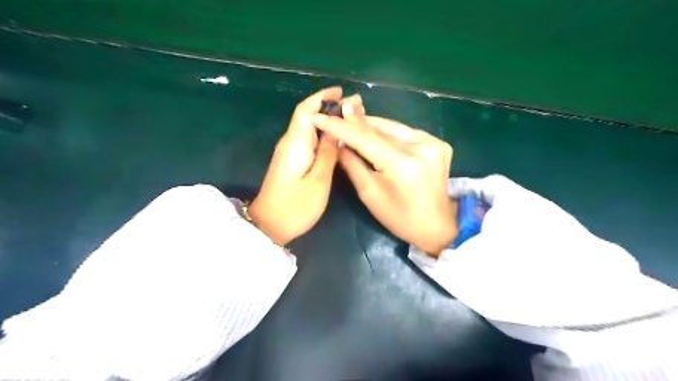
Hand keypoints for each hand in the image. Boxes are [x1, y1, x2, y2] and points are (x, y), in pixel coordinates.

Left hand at [248, 87, 365, 244]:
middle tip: (356, 107)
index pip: (306, 109)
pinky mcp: (291, 161)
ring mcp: (289, 152)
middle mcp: (290, 142)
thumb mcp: (319, 180)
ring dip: (328, 120)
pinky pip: (308, 140)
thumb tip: (335, 129)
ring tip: (351, 120)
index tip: (342, 92)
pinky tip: (336, 138)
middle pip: (308, 115)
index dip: (323, 96)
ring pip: (309, 128)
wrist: (269, 225)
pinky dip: (323, 134)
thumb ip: (328, 153)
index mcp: (296, 142)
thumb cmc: (296, 206)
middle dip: (330, 106)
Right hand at [313, 113, 461, 255]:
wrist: (436, 225)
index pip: (365, 138)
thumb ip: (352, 164)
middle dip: (355, 121)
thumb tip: (337, 143)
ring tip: (350, 119)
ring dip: (371, 124)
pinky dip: (388, 131)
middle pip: (380, 128)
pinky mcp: (438, 143)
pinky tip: (374, 131)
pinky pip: (406, 132)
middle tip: (335, 113)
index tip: (320, 117)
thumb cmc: (399, 217)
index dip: (341, 127)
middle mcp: (421, 147)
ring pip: (393, 127)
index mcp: (402, 164)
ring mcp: (433, 143)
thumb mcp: (369, 193)